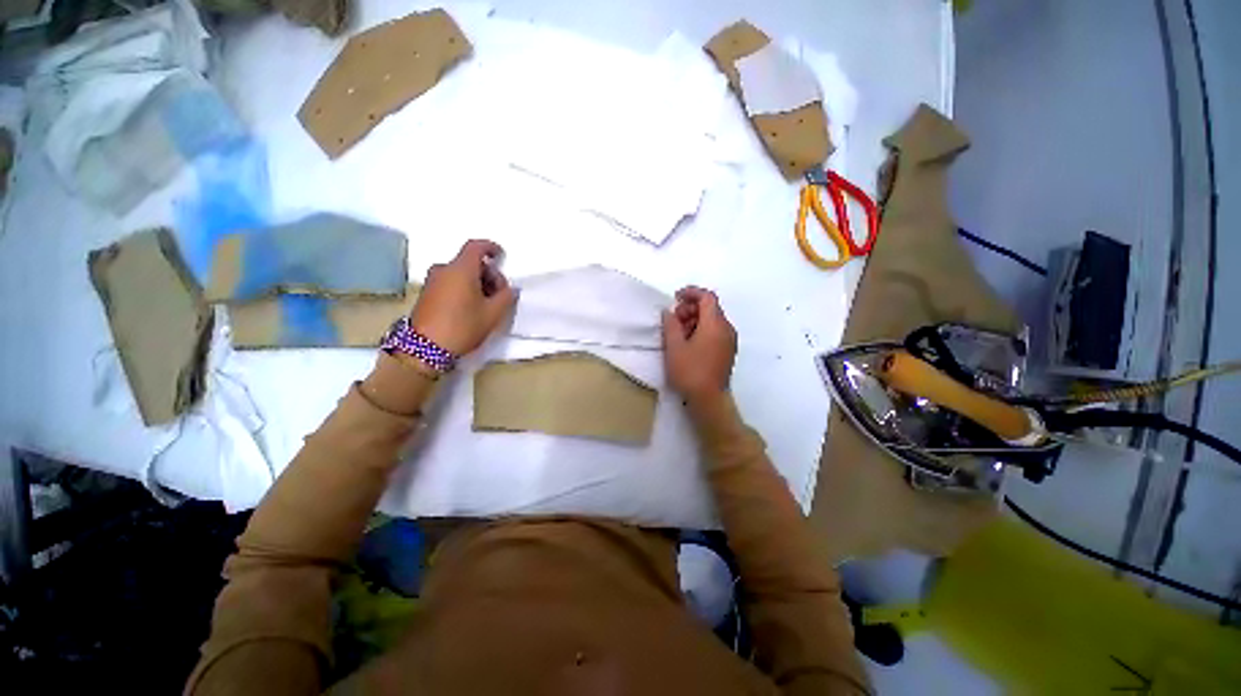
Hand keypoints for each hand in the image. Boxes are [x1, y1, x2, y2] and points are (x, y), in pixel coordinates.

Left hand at [410, 240, 515, 354]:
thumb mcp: (493, 314)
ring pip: (460, 273)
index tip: (501, 256)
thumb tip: (510, 289)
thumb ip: (506, 297)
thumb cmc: (463, 326)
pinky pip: (450, 282)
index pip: (476, 246)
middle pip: (470, 261)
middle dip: (488, 273)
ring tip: (487, 303)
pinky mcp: (427, 293)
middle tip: (500, 293)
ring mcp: (432, 281)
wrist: (424, 348)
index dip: (491, 247)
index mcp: (461, 269)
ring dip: (476, 282)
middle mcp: (444, 269)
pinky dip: (463, 287)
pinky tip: (471, 307)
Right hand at [662, 286, 736, 404]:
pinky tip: (688, 343)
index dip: (691, 292)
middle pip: (710, 308)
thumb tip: (668, 312)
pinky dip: (701, 330)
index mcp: (715, 324)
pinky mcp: (727, 352)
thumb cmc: (690, 372)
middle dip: (690, 308)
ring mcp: (729, 341)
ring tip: (677, 333)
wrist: (709, 400)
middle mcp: (726, 329)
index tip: (675, 298)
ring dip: (694, 320)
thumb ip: (670, 324)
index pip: (707, 297)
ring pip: (712, 321)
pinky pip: (715, 332)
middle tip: (673, 320)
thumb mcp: (674, 347)